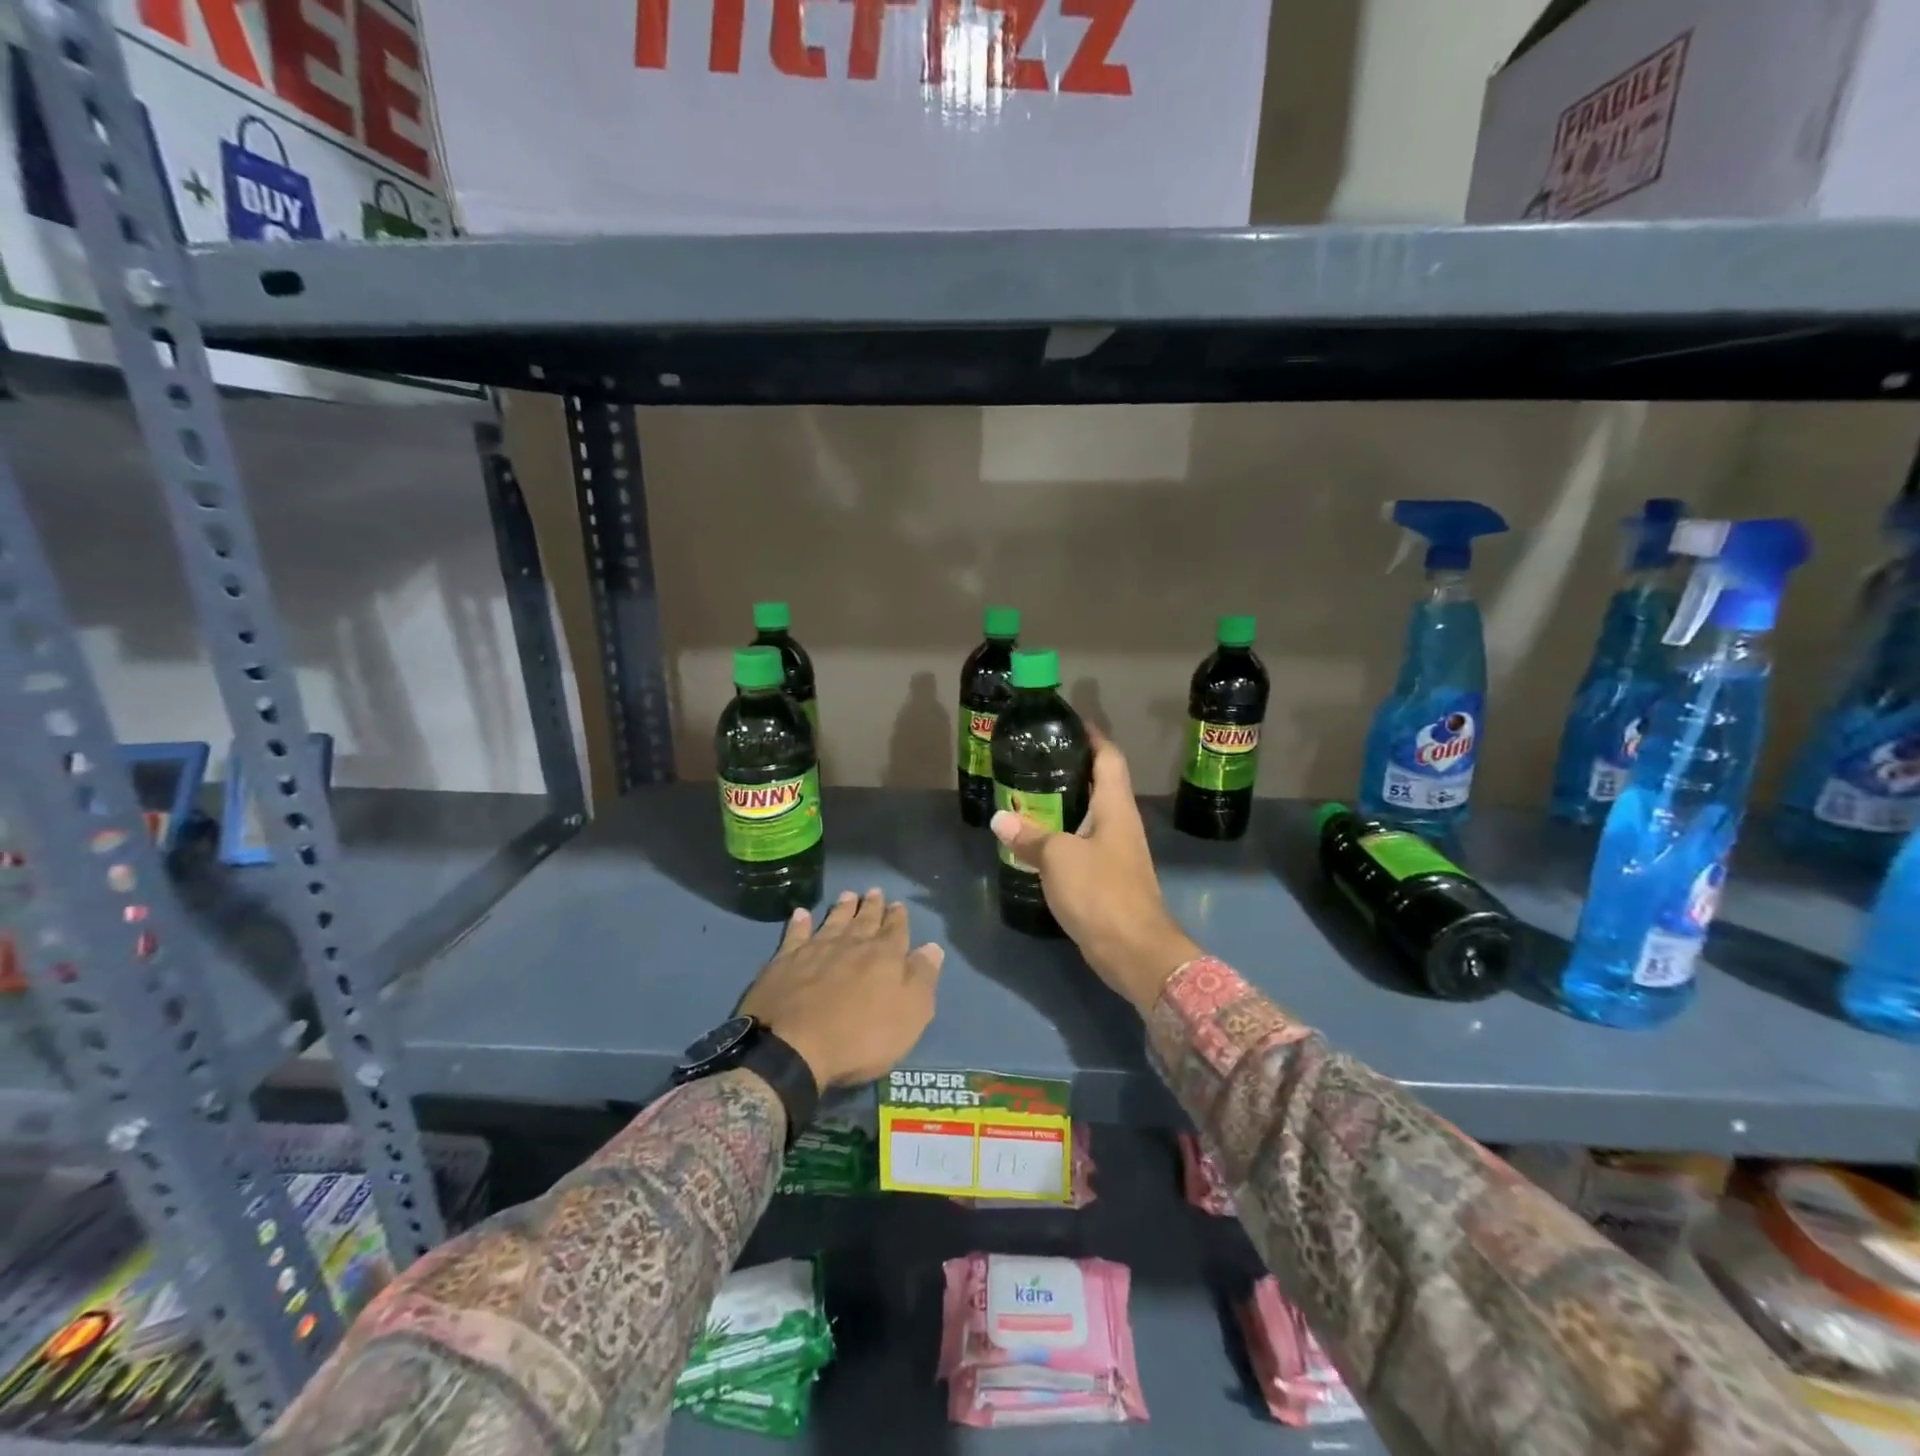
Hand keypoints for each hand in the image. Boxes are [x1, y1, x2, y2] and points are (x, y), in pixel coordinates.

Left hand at [737, 888, 943, 1089]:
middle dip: (872, 906)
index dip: (898, 917)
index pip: (895, 930)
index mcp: (884, 956)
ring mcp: (816, 950)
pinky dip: (800, 923)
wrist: (793, 1047)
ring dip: (842, 908)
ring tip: (848, 895)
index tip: (898, 904)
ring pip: (833, 921)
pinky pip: (795, 934)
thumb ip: (922, 978)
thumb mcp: (909, 1015)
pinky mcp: (785, 961)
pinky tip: (801, 913)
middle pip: (865, 920)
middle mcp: (851, 944)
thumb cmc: (860, 1037)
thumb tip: (932, 948)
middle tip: (874, 891)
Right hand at [990, 730, 1200, 1014]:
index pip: (1109, 758)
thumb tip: (1000, 818)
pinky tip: (1038, 841)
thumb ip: (1030, 836)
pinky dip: (1062, 836)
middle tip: (1033, 760)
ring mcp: (1117, 853)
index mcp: (1115, 807)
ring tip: (1028, 796)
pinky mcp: (1109, 879)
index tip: (1067, 723)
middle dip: (1070, 769)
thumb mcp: (1059, 858)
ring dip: (1064, 804)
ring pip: (1090, 816)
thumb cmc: (1101, 893)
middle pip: (1099, 784)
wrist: (1135, 952)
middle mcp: (1120, 823)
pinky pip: (1084, 845)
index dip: (1092, 736)